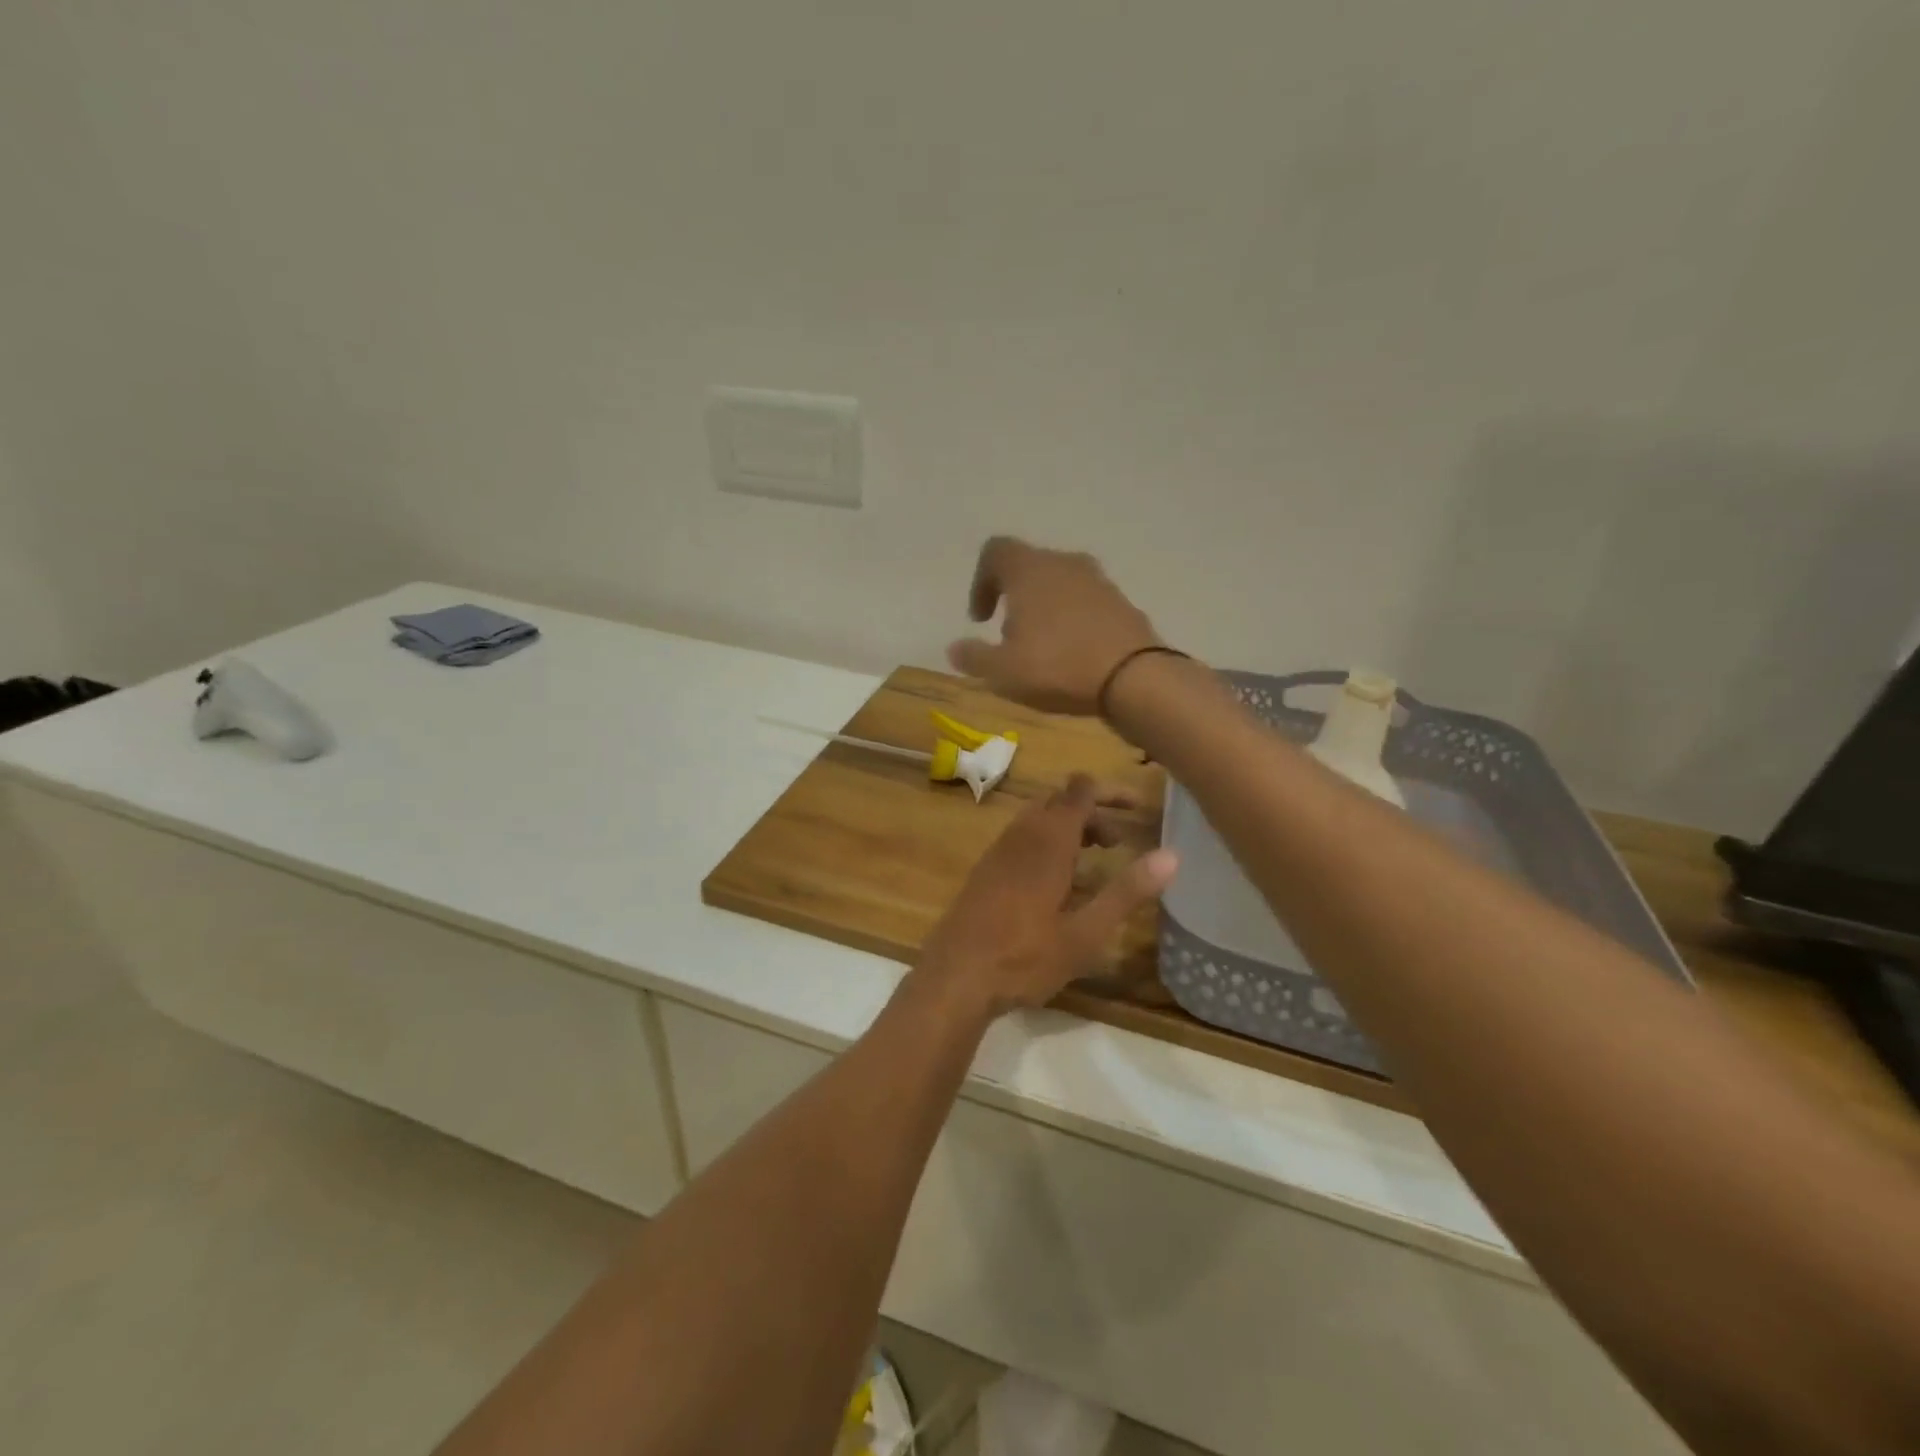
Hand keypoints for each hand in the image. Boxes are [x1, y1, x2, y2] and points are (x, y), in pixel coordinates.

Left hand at [915, 775, 1178, 1019]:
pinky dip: (1046, 842)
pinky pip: (1021, 838)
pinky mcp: (985, 870)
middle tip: (1118, 842)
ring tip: (1094, 857)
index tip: (1137, 806)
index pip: (1080, 791)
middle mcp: (1020, 836)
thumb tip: (1171, 856)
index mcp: (1047, 842)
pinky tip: (1057, 881)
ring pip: (1037, 818)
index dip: (1110, 791)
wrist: (954, 977)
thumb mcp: (1085, 933)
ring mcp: (997, 851)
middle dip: (1092, 811)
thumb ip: (1126, 892)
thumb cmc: (1024, 958)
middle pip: (1059, 801)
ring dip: (1069, 827)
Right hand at [947, 537, 1159, 715]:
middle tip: (1010, 637)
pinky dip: (1073, 621)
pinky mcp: (1122, 602)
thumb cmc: (1057, 667)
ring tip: (1042, 650)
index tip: (981, 619)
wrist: (1134, 678)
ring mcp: (1099, 581)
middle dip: (1015, 599)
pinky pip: (1087, 604)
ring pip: (1060, 585)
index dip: (981, 581)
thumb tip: (954, 649)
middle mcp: (1064, 563)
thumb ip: (974, 657)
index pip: (995, 551)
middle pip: (1029, 567)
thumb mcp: (1003, 671)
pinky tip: (1073, 655)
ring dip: (1045, 610)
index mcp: (1029, 569)